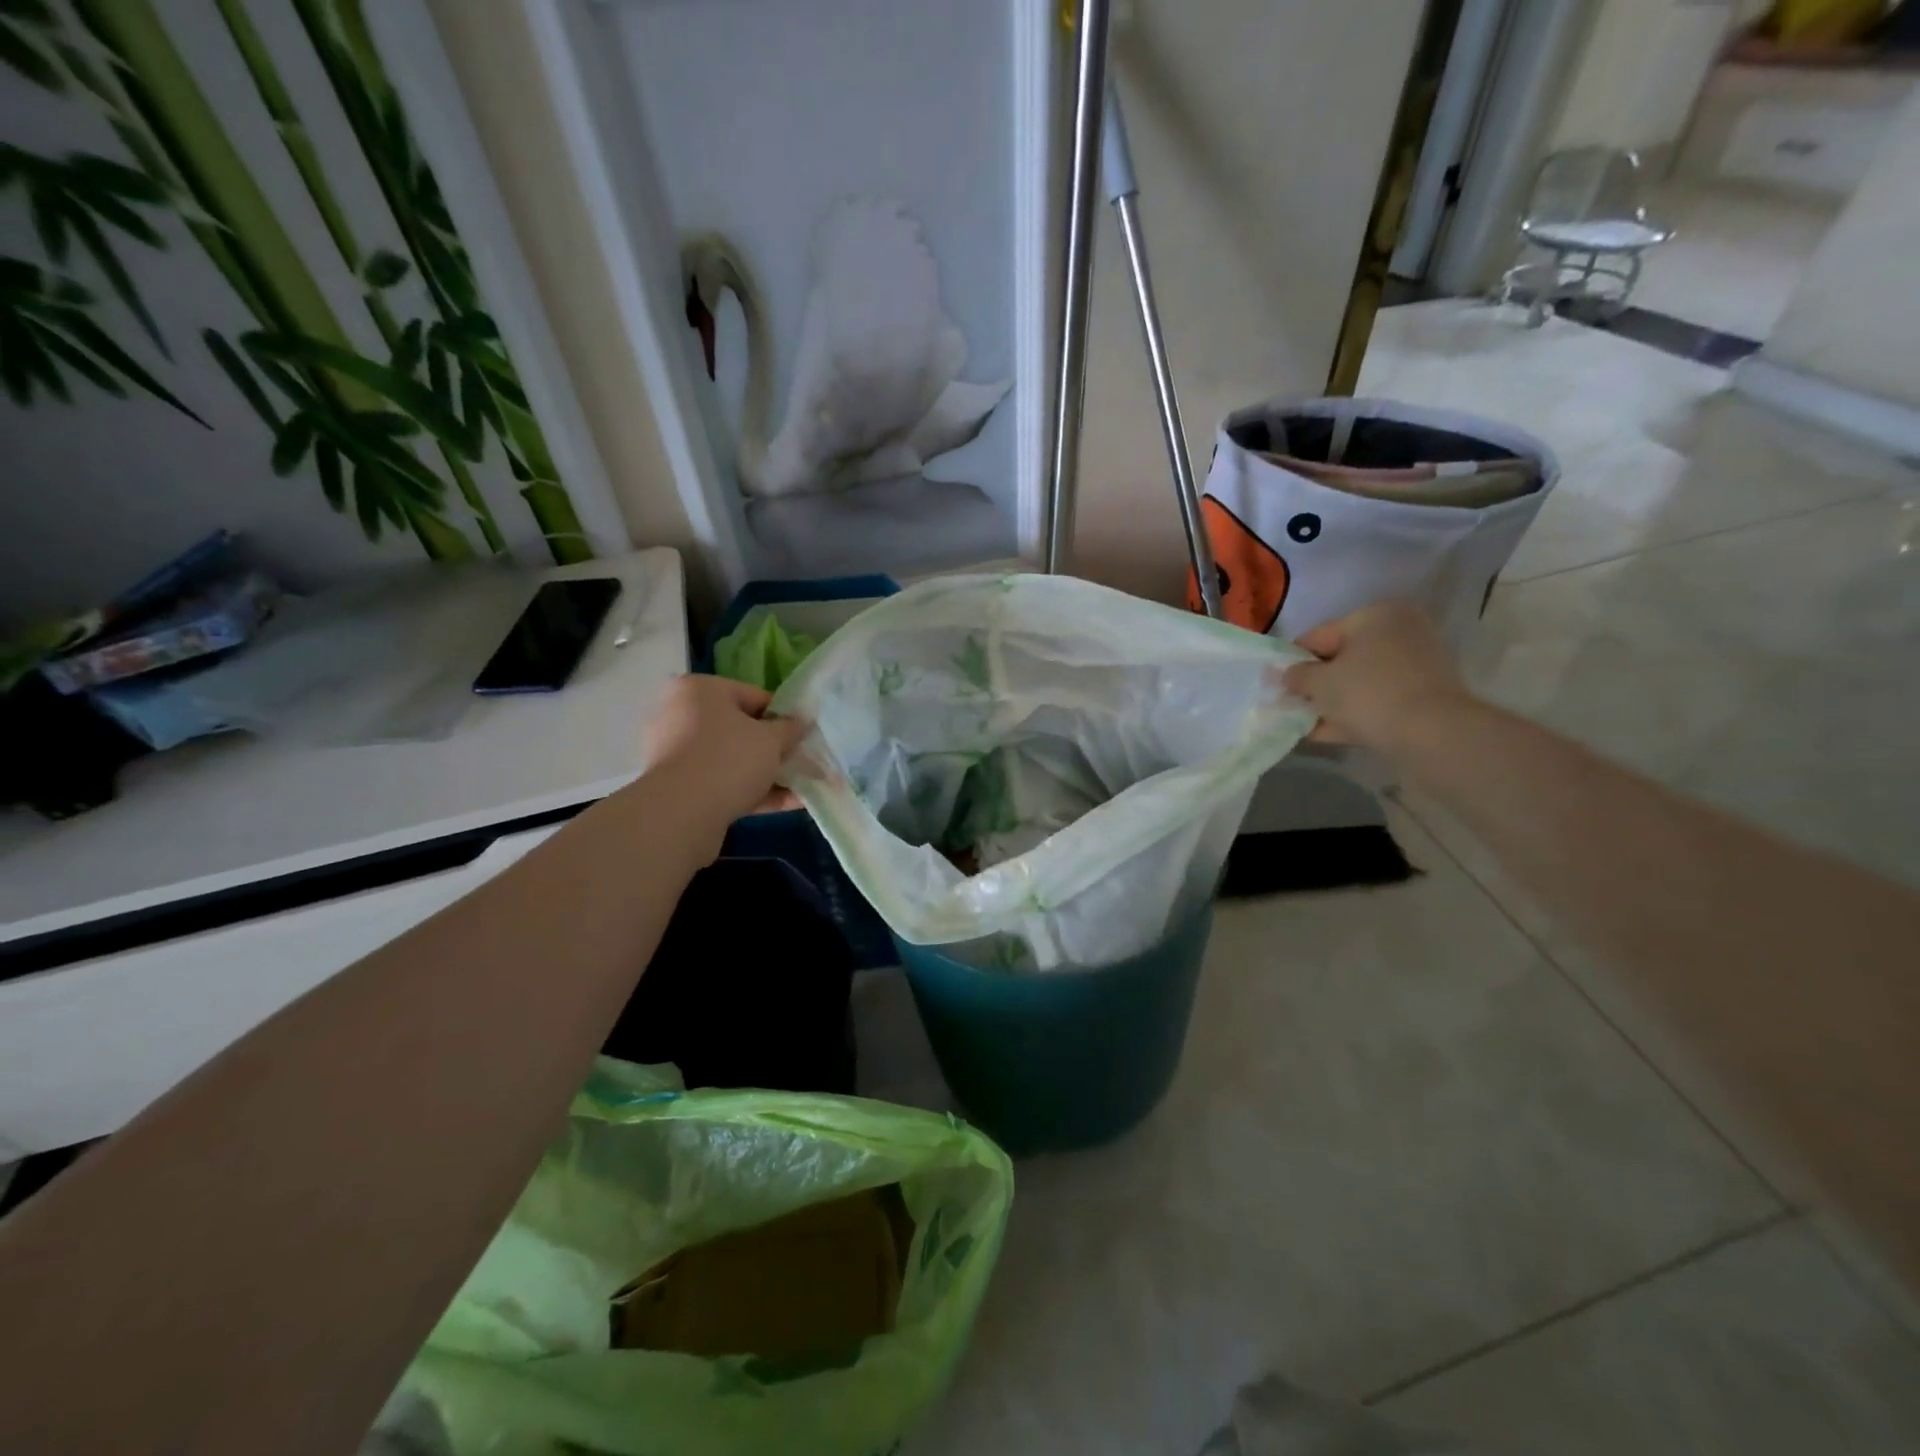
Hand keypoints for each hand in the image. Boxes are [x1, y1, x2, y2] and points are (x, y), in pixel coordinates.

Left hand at [642, 675, 809, 824]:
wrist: (681, 814)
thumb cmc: (729, 759)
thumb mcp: (772, 739)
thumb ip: (790, 729)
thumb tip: (801, 723)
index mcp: (699, 691)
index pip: (754, 696)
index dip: (785, 716)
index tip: (804, 736)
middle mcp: (681, 716)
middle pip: (741, 730)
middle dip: (775, 749)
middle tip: (803, 762)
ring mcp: (677, 755)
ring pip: (733, 760)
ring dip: (768, 773)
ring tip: (803, 787)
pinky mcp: (679, 789)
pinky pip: (724, 784)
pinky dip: (753, 792)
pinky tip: (789, 804)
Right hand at [1282, 601, 1470, 749]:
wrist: (1431, 734)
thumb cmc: (1367, 694)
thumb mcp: (1319, 683)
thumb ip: (1296, 676)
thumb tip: (1284, 674)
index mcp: (1375, 615)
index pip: (1318, 636)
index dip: (1292, 662)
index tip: (1276, 685)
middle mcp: (1400, 630)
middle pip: (1341, 657)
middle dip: (1316, 683)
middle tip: (1292, 705)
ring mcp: (1416, 663)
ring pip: (1360, 680)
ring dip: (1333, 701)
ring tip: (1306, 724)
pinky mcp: (1424, 693)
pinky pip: (1378, 698)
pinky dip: (1354, 712)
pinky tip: (1327, 733)